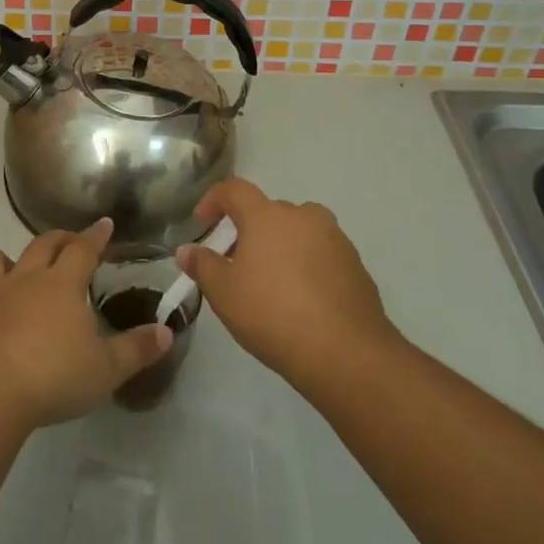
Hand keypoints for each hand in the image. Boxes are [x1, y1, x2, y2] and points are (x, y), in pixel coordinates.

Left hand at [0, 218, 172, 429]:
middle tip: (70, 242)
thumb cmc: (54, 375)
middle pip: (42, 244)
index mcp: (62, 284)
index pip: (83, 248)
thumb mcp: (106, 369)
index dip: (95, 236)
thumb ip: (137, 349)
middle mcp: (26, 280)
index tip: (104, 224)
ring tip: (17, 270)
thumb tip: (167, 331)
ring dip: (7, 260)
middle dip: (58, 238)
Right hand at [177, 179, 397, 386]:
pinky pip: (321, 255)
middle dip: (249, 231)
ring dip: (281, 247)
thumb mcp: (224, 293)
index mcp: (267, 215)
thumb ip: (202, 266)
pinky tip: (302, 301)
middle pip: (268, 212)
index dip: (213, 201)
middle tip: (237, 264)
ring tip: (271, 283)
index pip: (234, 190)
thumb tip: (187, 250)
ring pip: (298, 232)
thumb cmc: (273, 314)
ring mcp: (335, 239)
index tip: (202, 224)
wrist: (347, 353)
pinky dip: (307, 267)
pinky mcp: (356, 266)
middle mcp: (303, 216)